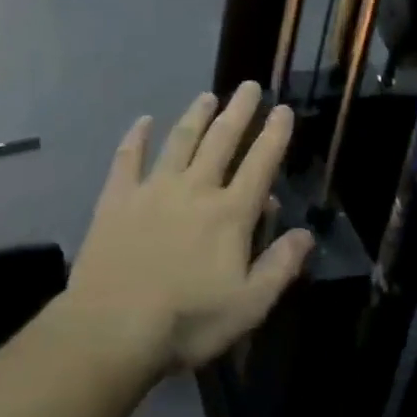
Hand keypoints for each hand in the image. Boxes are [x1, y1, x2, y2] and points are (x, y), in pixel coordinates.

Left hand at [65, 82, 312, 377]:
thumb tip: (306, 233)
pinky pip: (128, 159)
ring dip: (196, 116)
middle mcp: (195, 189)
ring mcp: (153, 190)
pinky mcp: (117, 200)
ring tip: (208, 96)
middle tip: (249, 86)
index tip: (283, 109)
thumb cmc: (186, 322)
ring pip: (180, 141)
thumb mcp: (248, 305)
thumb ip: (280, 266)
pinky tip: (143, 121)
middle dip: (239, 111)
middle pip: (222, 141)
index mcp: (230, 214)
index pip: (260, 164)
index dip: (274, 135)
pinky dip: (136, 138)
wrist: (110, 331)